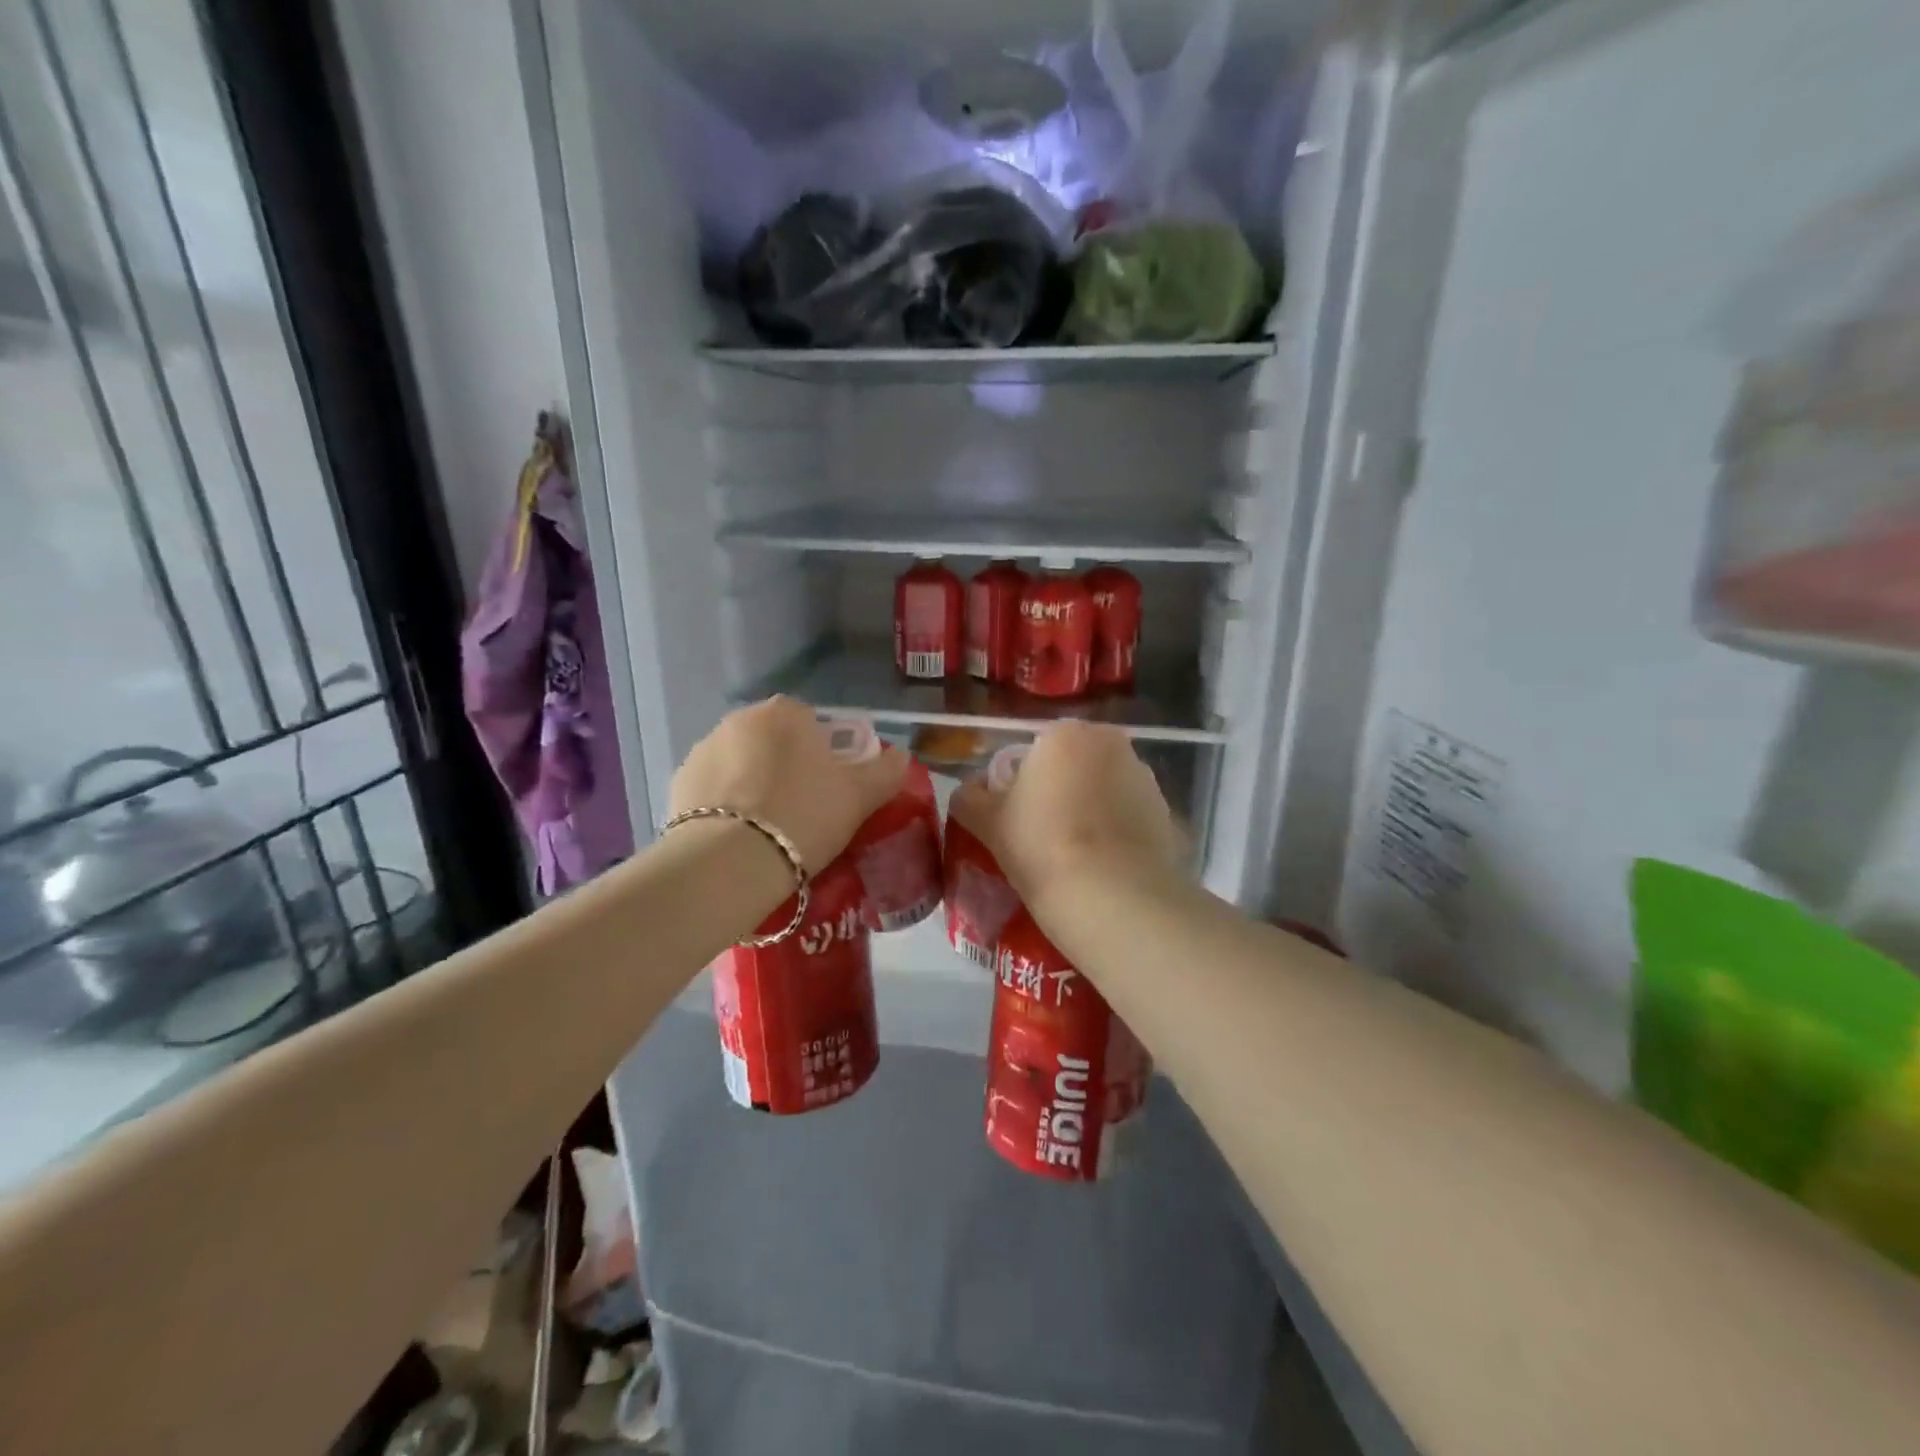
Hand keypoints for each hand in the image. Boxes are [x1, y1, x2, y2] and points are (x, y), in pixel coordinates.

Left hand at [669, 697, 907, 876]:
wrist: (731, 862)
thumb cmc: (805, 816)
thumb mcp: (860, 796)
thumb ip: (885, 771)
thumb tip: (900, 756)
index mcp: (784, 713)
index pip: (812, 723)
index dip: (826, 755)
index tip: (831, 789)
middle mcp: (739, 720)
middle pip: (774, 742)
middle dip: (787, 768)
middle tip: (804, 812)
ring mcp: (703, 750)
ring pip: (742, 765)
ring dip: (754, 785)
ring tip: (769, 831)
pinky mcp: (678, 785)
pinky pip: (714, 790)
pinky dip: (726, 806)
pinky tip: (739, 838)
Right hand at [949, 722, 1185, 912]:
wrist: (1111, 895)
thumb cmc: (1040, 845)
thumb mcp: (988, 822)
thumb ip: (970, 798)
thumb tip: (968, 791)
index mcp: (1065, 734)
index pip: (1036, 749)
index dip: (1023, 782)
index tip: (1017, 816)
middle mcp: (1111, 743)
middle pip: (1075, 764)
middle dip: (1061, 789)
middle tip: (1043, 833)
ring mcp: (1144, 777)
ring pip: (1105, 788)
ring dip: (1091, 808)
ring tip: (1075, 854)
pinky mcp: (1167, 813)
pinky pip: (1129, 816)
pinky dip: (1117, 831)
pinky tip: (1103, 865)